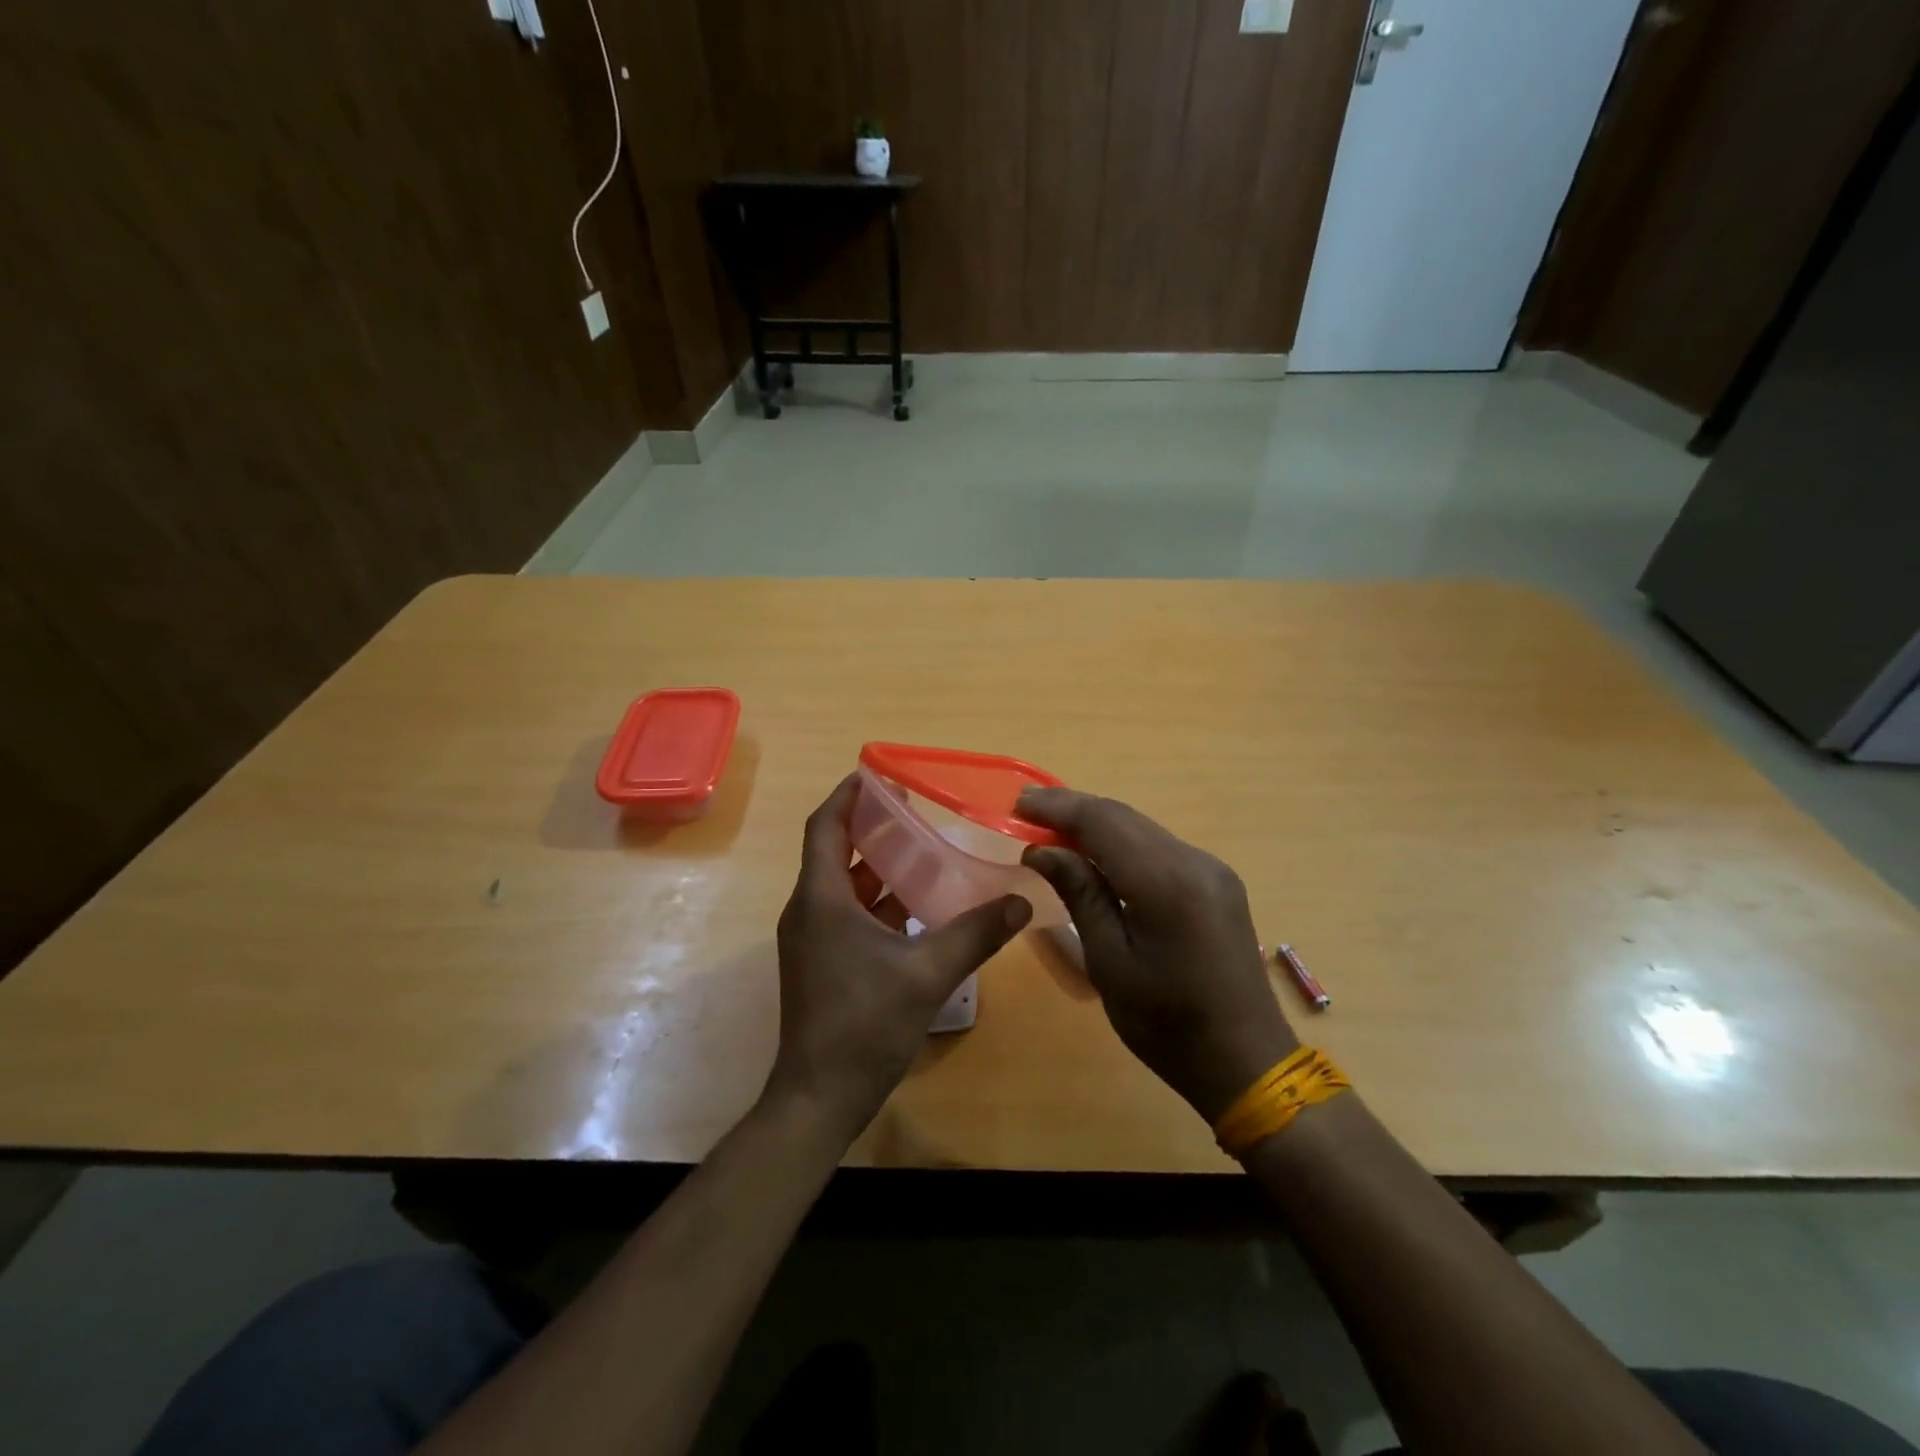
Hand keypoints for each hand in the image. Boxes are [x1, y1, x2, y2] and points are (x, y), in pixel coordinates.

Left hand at [765, 775, 1032, 1139]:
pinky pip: (850, 914)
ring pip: (845, 886)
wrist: (819, 1098)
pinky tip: (920, 906)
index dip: (847, 795)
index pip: (826, 827)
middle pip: (836, 852)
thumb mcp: (927, 974)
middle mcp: (810, 910)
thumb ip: (976, 934)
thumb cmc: (864, 1025)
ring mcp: (814, 939)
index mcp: (822, 899)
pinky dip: (880, 902)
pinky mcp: (822, 962)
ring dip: (880, 867)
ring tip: (925, 850)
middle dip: (872, 827)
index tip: (877, 774)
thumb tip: (1020, 902)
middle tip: (916, 810)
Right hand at [1018, 789, 1296, 1123]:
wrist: (1246, 1061)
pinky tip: (1097, 853)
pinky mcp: (1217, 882)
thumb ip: (1080, 894)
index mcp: (1167, 882)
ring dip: (1097, 823)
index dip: (1058, 807)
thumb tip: (1042, 849)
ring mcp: (1211, 869)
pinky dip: (1123, 842)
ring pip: (1143, 828)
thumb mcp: (1110, 962)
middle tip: (1026, 810)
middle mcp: (1194, 861)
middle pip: (1124, 816)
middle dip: (1074, 808)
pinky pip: (1160, 847)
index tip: (1018, 803)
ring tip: (1052, 827)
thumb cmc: (1167, 1024)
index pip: (1103, 822)